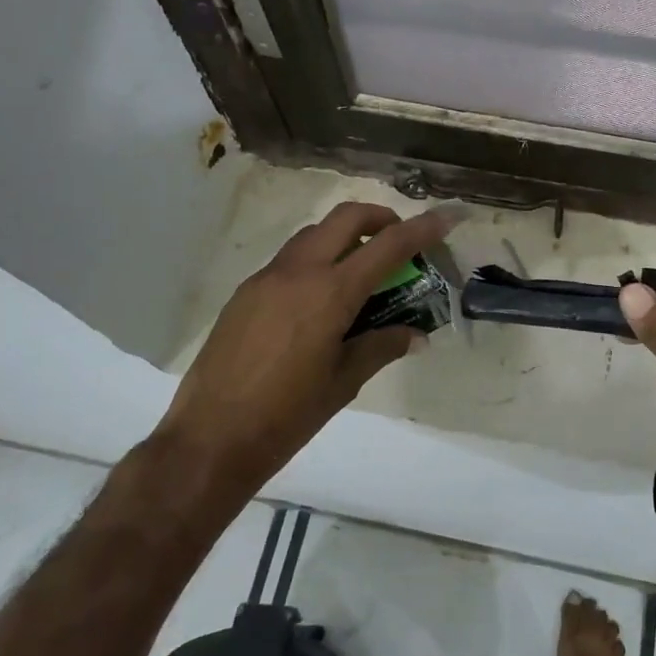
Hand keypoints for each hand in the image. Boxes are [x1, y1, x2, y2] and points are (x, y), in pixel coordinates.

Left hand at [157, 202, 447, 501]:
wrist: (210, 439)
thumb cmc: (287, 415)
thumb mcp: (344, 382)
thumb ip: (382, 347)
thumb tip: (416, 335)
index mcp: (330, 293)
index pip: (388, 246)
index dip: (422, 229)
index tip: (446, 217)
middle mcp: (298, 272)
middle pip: (345, 217)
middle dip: (379, 218)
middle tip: (398, 240)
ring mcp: (266, 279)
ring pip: (313, 235)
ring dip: (344, 237)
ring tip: (360, 271)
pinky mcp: (245, 293)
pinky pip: (288, 260)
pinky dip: (315, 261)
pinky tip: (319, 301)